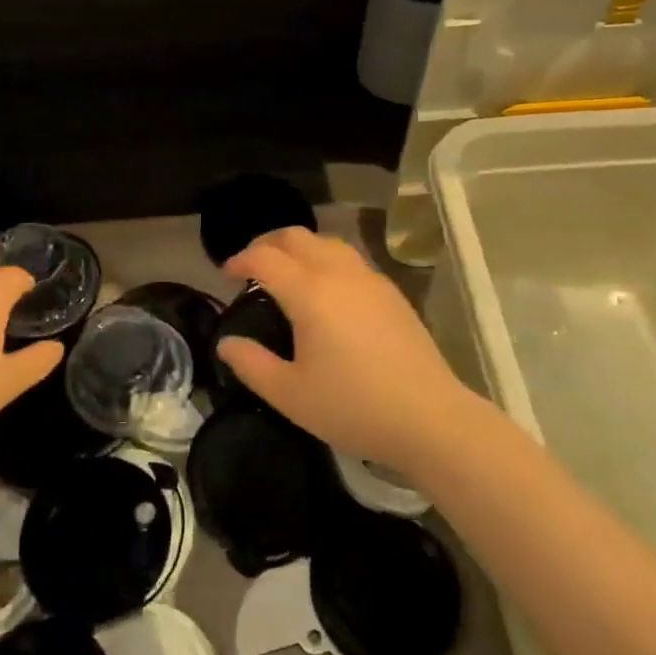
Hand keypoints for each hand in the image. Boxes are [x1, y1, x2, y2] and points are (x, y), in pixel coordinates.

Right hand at [217, 229, 476, 473]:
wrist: (429, 418)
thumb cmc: (353, 407)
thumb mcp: (289, 395)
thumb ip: (251, 364)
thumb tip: (226, 343)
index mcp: (310, 293)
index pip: (265, 258)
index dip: (239, 259)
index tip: (226, 274)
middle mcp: (339, 274)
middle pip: (297, 237)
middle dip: (267, 243)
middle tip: (251, 266)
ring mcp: (371, 280)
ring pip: (327, 242)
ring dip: (300, 248)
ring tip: (287, 273)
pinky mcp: (392, 293)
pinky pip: (350, 259)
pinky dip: (326, 260)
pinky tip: (326, 291)